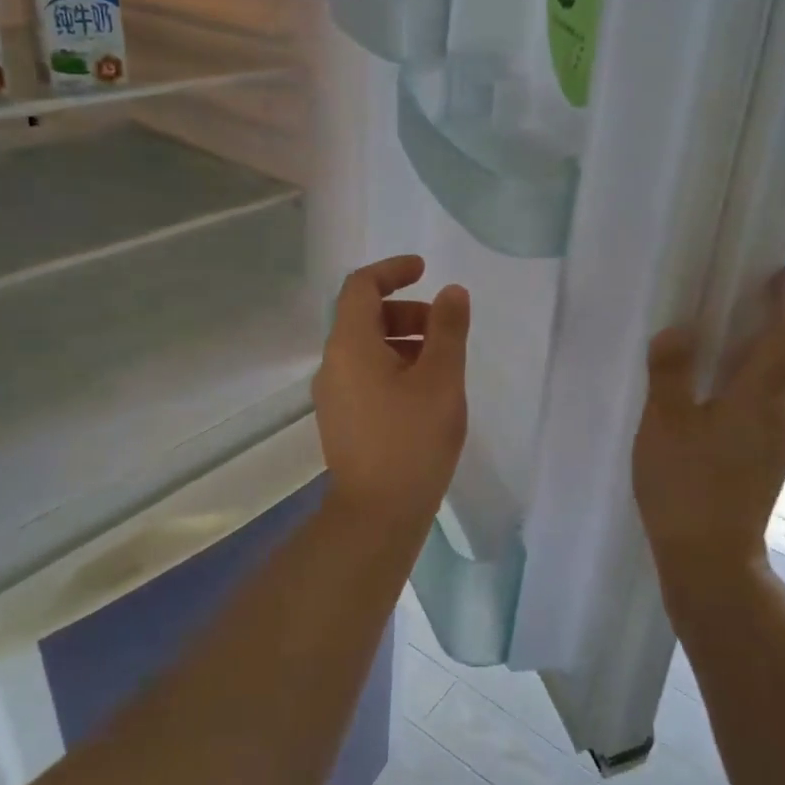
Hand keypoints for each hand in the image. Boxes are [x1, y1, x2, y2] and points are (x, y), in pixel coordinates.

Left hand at [313, 255, 470, 534]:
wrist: (377, 514)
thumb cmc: (412, 441)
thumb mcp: (441, 379)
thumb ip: (447, 329)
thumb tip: (451, 292)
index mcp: (350, 345)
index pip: (361, 286)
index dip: (393, 270)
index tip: (425, 270)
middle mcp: (333, 363)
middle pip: (364, 316)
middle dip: (406, 310)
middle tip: (444, 329)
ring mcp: (333, 393)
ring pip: (366, 347)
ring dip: (402, 340)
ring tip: (442, 364)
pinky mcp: (342, 418)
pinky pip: (365, 374)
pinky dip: (393, 365)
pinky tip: (424, 392)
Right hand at [632, 267, 784, 618]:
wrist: (712, 559)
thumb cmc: (685, 485)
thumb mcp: (664, 422)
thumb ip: (671, 372)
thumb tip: (680, 329)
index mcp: (757, 397)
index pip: (783, 336)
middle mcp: (779, 414)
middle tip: (762, 302)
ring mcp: (779, 442)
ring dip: (781, 355)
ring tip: (751, 341)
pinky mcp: (770, 462)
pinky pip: (779, 407)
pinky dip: (769, 383)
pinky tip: (738, 394)